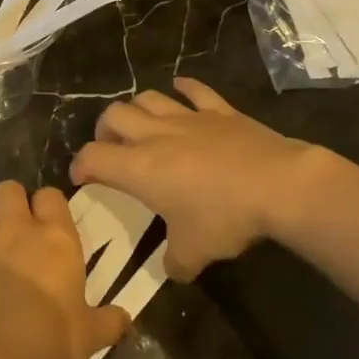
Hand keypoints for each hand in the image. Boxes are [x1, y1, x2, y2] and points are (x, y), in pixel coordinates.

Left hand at [0, 181, 129, 358]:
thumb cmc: (49, 342)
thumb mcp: (90, 337)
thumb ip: (109, 322)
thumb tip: (126, 317)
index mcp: (56, 238)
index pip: (51, 196)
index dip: (47, 207)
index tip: (47, 228)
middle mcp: (17, 226)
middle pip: (9, 189)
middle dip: (9, 205)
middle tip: (11, 233)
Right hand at [70, 78, 328, 280]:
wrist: (278, 185)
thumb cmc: (225, 217)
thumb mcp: (194, 253)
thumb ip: (176, 263)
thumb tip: (173, 270)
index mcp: (139, 168)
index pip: (93, 157)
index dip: (80, 166)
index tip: (81, 178)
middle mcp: (155, 135)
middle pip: (113, 115)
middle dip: (104, 129)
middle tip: (111, 148)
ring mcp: (189, 118)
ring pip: (148, 98)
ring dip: (137, 108)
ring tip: (140, 123)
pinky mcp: (220, 111)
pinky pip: (195, 90)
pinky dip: (184, 88)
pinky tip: (180, 88)